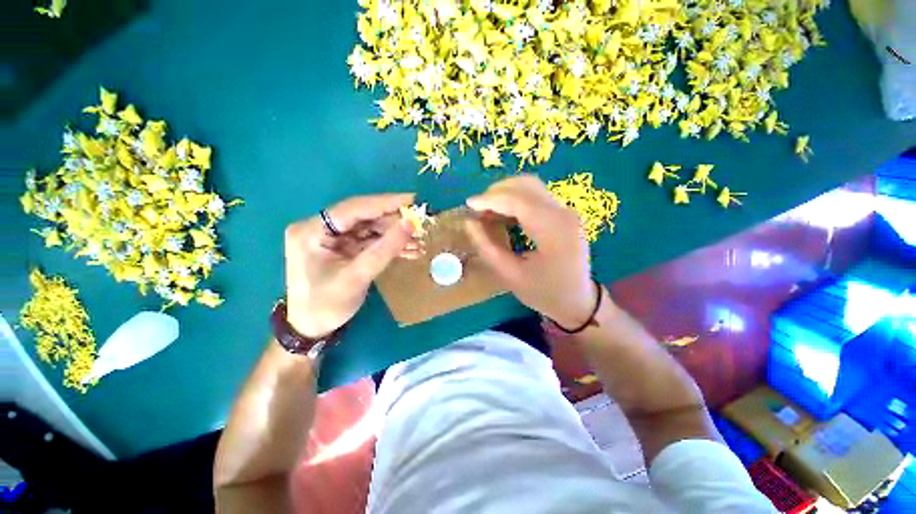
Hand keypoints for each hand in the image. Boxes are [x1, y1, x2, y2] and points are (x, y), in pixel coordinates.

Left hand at [284, 194, 419, 337]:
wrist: (311, 328)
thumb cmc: (326, 305)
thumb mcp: (357, 276)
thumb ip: (385, 249)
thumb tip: (411, 224)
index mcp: (312, 231)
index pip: (354, 208)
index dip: (385, 203)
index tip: (413, 200)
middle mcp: (320, 228)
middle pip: (363, 217)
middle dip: (394, 222)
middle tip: (421, 224)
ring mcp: (332, 238)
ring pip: (369, 228)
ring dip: (395, 235)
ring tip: (419, 241)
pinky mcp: (342, 247)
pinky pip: (369, 241)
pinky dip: (389, 245)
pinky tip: (409, 250)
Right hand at [465, 176, 595, 328]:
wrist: (578, 301)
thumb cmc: (544, 293)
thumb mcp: (510, 275)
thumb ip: (487, 247)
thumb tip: (469, 223)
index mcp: (553, 230)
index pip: (518, 201)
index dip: (490, 200)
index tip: (468, 205)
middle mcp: (563, 213)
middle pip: (526, 185)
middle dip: (497, 192)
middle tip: (477, 209)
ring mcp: (566, 211)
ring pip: (531, 187)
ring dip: (505, 194)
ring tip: (487, 211)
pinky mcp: (563, 214)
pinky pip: (536, 196)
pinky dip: (515, 200)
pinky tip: (503, 214)